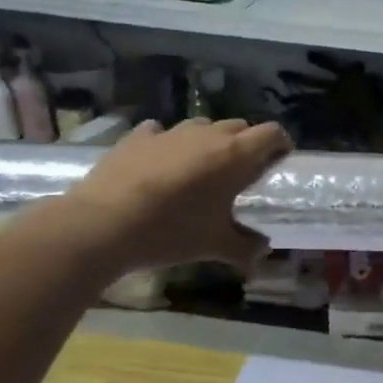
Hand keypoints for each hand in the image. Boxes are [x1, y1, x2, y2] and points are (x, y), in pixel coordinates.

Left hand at [54, 118, 292, 273]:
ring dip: (208, 142)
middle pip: (239, 127)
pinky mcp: (137, 137)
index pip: (272, 133)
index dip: (280, 144)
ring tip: (201, 170)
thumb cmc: (171, 231)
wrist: (102, 224)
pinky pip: (161, 132)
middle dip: (246, 144)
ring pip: (202, 126)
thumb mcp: (215, 246)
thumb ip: (246, 248)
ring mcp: (169, 132)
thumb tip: (263, 255)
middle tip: (241, 173)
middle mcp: (207, 135)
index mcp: (234, 156)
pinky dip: (168, 144)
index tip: (279, 162)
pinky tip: (160, 165)